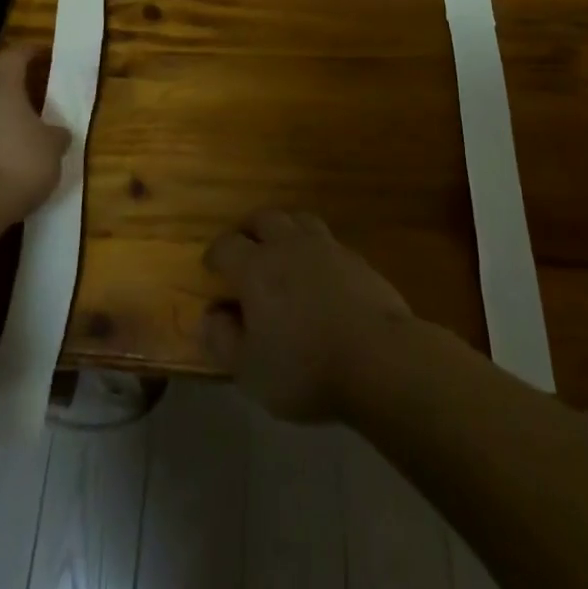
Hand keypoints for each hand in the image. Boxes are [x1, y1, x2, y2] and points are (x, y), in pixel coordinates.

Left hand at [0, 47, 70, 226]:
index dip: (30, 52)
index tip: (44, 53)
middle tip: (40, 104)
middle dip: (18, 94)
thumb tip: (57, 133)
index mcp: (1, 87)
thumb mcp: (52, 148)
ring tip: (27, 141)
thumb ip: (56, 135)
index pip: (13, 56)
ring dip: (4, 124)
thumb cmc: (16, 163)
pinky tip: (7, 169)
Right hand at [201, 210, 412, 421]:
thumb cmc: (304, 367)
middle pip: (264, 219)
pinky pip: (328, 241)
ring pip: (298, 220)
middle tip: (247, 249)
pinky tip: (320, 272)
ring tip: (283, 251)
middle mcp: (288, 245)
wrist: (378, 357)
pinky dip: (316, 249)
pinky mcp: (355, 259)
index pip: (226, 245)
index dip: (215, 254)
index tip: (211, 268)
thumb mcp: (250, 370)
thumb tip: (209, 316)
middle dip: (250, 230)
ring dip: (285, 230)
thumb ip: (223, 340)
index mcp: (256, 267)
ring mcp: (325, 247)